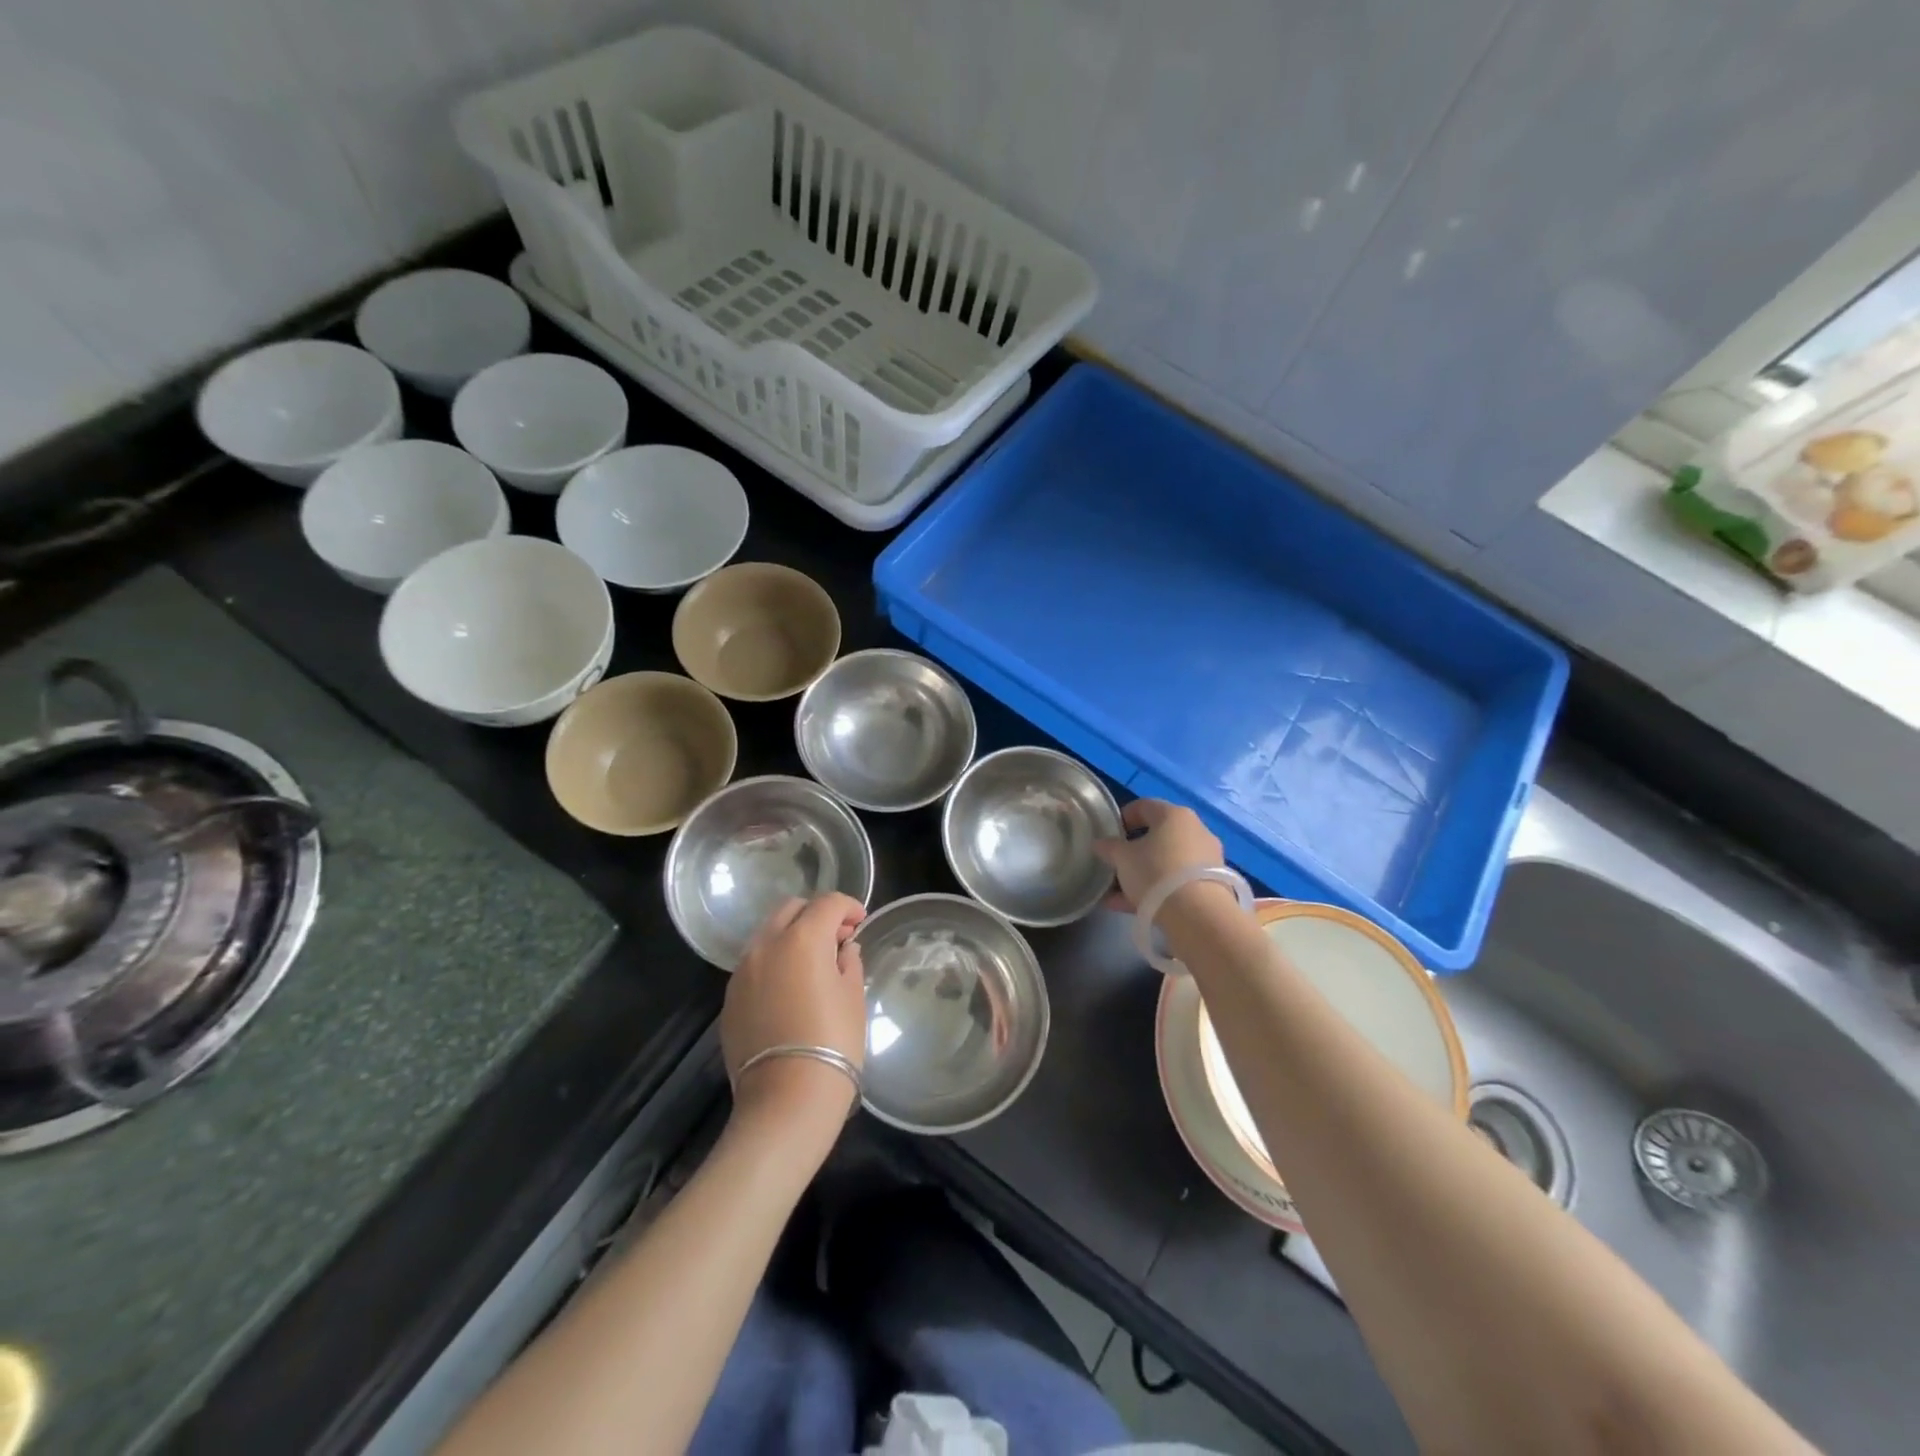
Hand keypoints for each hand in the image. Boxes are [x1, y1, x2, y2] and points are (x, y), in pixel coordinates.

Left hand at [722, 894, 867, 1127]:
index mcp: (801, 938)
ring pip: (768, 934)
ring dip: (791, 936)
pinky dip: (774, 962)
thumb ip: (848, 962)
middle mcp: (766, 945)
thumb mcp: (852, 997)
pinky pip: (754, 965)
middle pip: (791, 909)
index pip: (827, 903)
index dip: (848, 907)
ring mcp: (742, 972)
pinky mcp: (730, 998)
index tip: (860, 922)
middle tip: (837, 937)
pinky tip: (790, 988)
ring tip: (812, 963)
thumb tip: (843, 950)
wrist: (786, 1099)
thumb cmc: (833, 1042)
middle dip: (816, 914)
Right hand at [1093, 799, 1224, 910]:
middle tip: (1116, 864)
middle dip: (1134, 851)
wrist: (1198, 914)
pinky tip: (1132, 907)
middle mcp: (1196, 831)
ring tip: (1118, 893)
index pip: (1144, 806)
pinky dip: (1157, 890)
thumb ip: (1109, 848)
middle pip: (1158, 836)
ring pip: (1167, 862)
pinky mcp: (1212, 885)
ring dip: (1143, 874)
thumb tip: (1100, 843)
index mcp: (1174, 815)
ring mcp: (1207, 859)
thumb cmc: (1155, 872)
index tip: (1110, 834)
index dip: (1123, 817)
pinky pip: (1177, 882)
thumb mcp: (1122, 858)